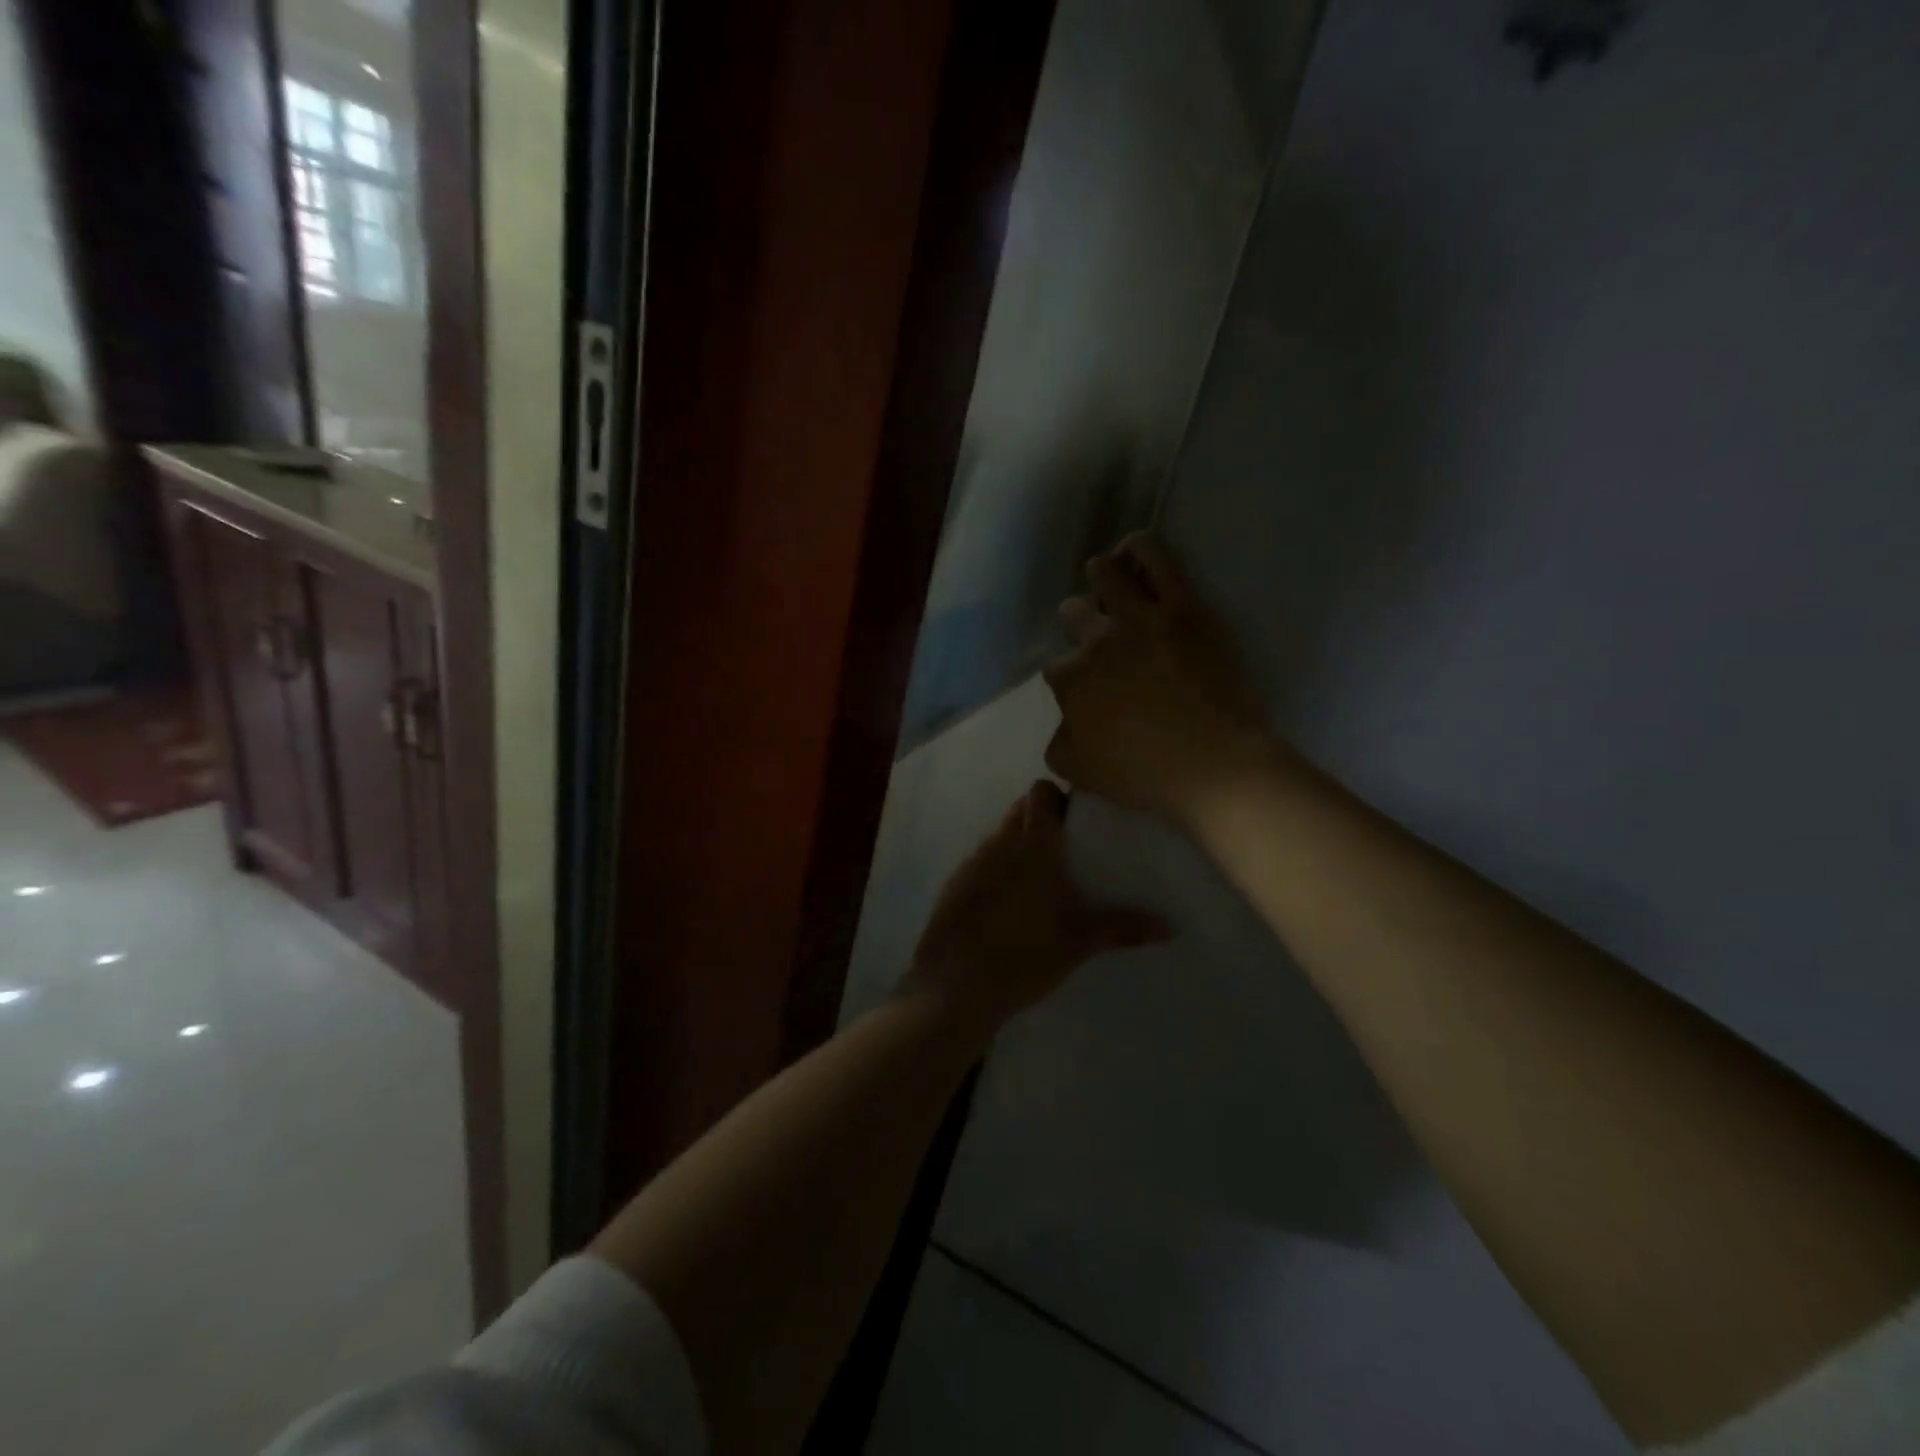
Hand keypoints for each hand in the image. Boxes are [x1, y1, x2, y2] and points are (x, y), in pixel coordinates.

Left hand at [907, 781, 1169, 1027]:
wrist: (954, 987)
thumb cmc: (1025, 957)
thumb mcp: (1079, 943)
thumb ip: (1123, 928)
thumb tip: (1170, 926)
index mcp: (1033, 846)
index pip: (1041, 793)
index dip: (1058, 797)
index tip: (1078, 818)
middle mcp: (1000, 843)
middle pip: (1020, 809)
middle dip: (1041, 817)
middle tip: (1068, 848)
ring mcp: (973, 862)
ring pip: (1000, 834)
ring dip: (1019, 842)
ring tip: (1042, 876)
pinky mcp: (955, 883)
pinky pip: (982, 860)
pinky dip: (998, 867)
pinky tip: (1009, 900)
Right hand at [1044, 532, 1271, 826]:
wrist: (1213, 765)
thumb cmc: (1143, 775)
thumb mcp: (1079, 772)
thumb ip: (1060, 743)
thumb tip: (1064, 725)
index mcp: (1070, 680)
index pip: (1055, 667)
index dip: (1068, 676)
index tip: (1085, 688)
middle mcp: (1095, 640)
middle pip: (1074, 613)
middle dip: (1079, 622)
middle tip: (1100, 638)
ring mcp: (1138, 618)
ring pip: (1105, 572)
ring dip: (1102, 575)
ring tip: (1111, 582)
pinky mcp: (1182, 606)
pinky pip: (1154, 557)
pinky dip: (1139, 548)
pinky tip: (1134, 552)